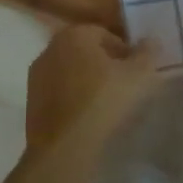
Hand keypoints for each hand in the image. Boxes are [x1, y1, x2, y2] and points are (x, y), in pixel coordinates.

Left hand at [26, 23, 161, 150]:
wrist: (64, 148)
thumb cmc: (103, 102)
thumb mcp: (138, 76)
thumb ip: (147, 53)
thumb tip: (151, 40)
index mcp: (74, 34)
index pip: (105, 35)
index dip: (125, 52)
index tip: (136, 72)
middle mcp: (50, 48)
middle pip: (85, 52)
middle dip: (105, 65)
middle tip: (124, 86)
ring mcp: (37, 76)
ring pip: (71, 73)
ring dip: (87, 82)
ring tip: (107, 104)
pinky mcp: (31, 102)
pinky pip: (59, 94)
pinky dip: (73, 99)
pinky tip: (87, 118)